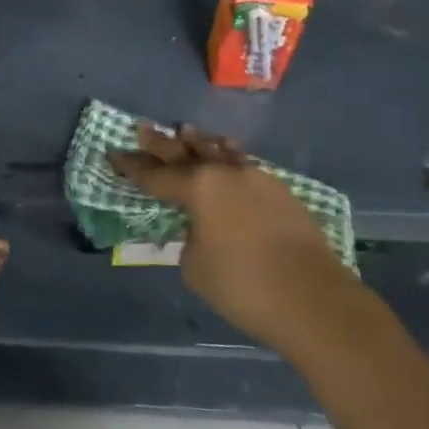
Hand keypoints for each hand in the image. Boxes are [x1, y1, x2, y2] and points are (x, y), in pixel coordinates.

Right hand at [110, 122, 360, 353]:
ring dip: (200, 144)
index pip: (156, 175)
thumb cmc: (244, 285)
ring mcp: (257, 177)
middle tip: (142, 129)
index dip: (132, 166)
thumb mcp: (196, 267)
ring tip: (186, 131)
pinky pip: (244, 166)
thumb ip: (190, 239)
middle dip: (161, 144)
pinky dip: (228, 159)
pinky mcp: (281, 191)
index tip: (114, 153)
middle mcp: (226, 172)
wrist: (314, 299)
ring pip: (220, 153)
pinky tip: (227, 156)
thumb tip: (201, 228)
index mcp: (199, 187)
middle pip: (186, 153)